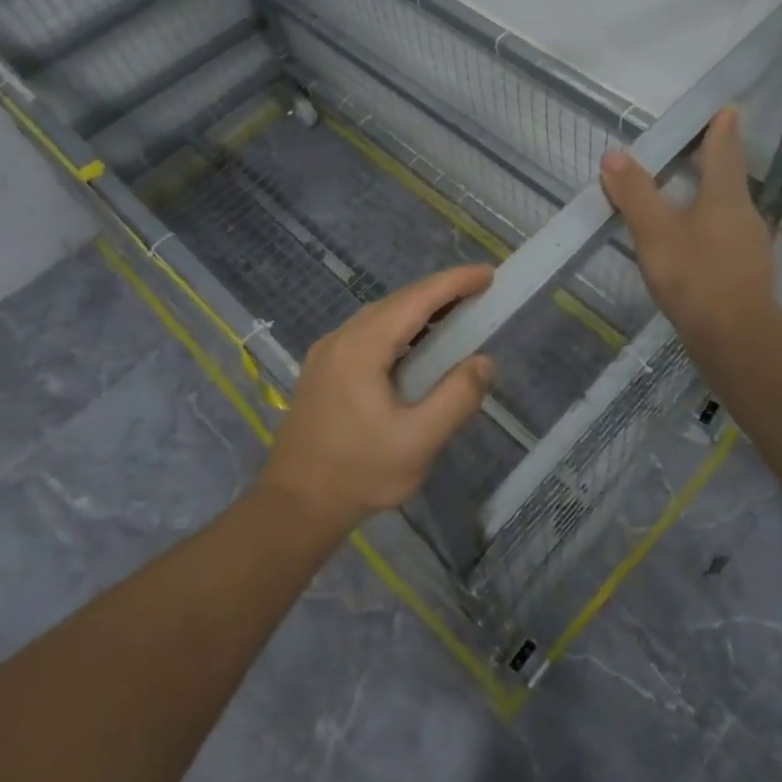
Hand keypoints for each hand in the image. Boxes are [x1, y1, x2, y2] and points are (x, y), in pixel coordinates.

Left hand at [258, 264, 495, 533]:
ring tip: (455, 315)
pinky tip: (415, 347)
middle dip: (440, 293)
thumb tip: (483, 361)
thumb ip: (456, 397)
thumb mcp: (418, 441)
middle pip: (397, 302)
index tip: (488, 274)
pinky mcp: (322, 371)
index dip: (455, 283)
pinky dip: (398, 329)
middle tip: (479, 293)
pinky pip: (366, 334)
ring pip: (379, 316)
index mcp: (362, 347)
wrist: (293, 507)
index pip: (416, 300)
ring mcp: (327, 353)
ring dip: (418, 311)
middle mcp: (341, 339)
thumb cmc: (358, 473)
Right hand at [600, 106, 779, 362]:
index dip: (722, 129)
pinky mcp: (747, 273)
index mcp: (725, 197)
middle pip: (730, 178)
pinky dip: (712, 225)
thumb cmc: (695, 277)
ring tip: (692, 190)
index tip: (728, 109)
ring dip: (713, 194)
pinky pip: (728, 235)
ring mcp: (750, 245)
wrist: (736, 339)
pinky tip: (696, 241)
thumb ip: (635, 194)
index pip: (724, 151)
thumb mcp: (655, 233)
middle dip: (717, 159)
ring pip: (730, 208)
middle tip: (701, 145)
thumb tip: (614, 156)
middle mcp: (744, 214)